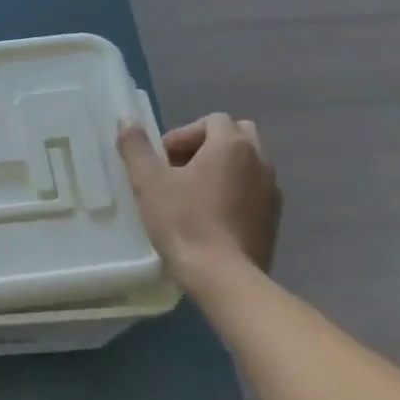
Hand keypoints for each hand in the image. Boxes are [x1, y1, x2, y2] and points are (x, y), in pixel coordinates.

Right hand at [117, 113, 280, 287]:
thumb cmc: (185, 222)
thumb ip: (136, 147)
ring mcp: (272, 191)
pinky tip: (211, 218)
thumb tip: (126, 120)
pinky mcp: (274, 219)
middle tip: (180, 171)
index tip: (162, 160)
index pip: (211, 120)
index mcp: (233, 145)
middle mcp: (260, 160)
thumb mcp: (148, 182)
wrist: (224, 278)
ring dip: (221, 170)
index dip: (183, 135)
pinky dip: (234, 193)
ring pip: (246, 164)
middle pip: (235, 136)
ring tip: (193, 195)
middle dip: (206, 147)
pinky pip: (253, 191)